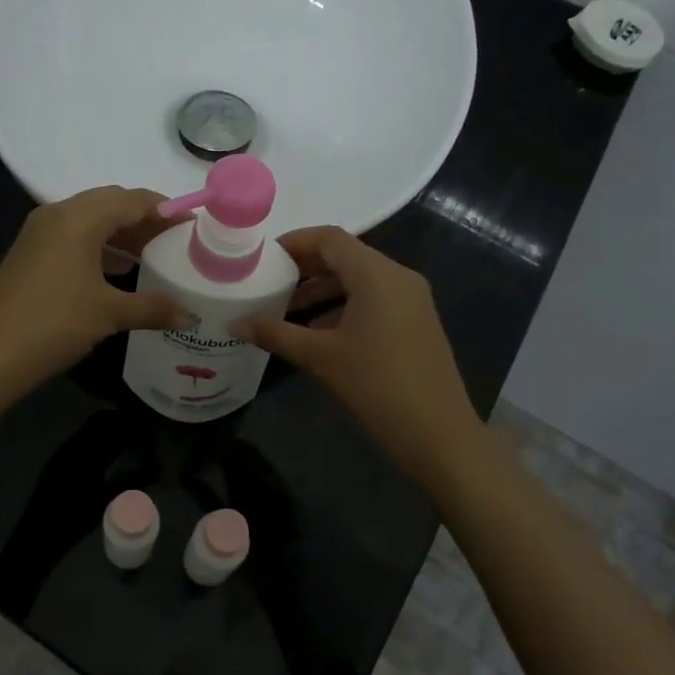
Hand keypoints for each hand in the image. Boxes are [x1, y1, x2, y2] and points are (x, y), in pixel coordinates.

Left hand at [0, 186, 189, 403]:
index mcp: (78, 218)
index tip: (193, 224)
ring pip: (90, 220)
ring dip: (121, 233)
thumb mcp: (108, 314)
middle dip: (144, 218)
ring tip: (152, 255)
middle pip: (110, 204)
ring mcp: (38, 234)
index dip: (165, 209)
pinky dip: (100, 247)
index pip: (131, 200)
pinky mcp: (29, 254)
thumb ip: (153, 308)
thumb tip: (191, 317)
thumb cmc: (53, 323)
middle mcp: (57, 215)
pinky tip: (117, 271)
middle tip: (174, 239)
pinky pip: (73, 237)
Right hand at [241, 227, 482, 484]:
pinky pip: (374, 299)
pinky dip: (344, 306)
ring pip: (360, 279)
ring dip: (323, 289)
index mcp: (377, 275)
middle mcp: (398, 277)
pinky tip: (318, 332)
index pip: (330, 238)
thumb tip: (235, 324)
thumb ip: (276, 334)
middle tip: (269, 283)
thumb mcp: (320, 357)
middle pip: (345, 255)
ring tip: (286, 310)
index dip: (294, 243)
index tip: (263, 259)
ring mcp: (412, 300)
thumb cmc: (376, 386)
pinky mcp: (416, 322)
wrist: (439, 436)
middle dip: (305, 267)